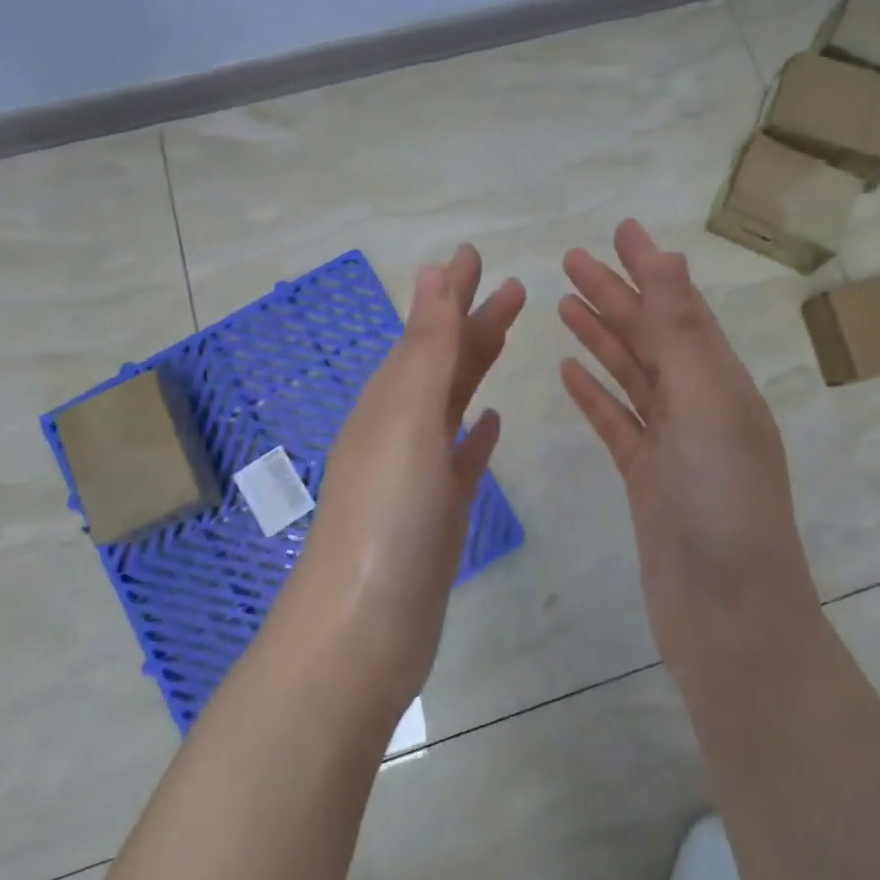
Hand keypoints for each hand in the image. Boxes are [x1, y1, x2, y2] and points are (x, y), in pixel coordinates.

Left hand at [287, 245, 524, 706]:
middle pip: (444, 360)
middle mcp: (399, 426)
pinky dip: (476, 434)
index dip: (451, 290)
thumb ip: (427, 345)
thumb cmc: (388, 512)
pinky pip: (461, 457)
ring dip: (477, 366)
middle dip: (474, 320)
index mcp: (390, 398)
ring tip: (505, 336)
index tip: (475, 253)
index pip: (427, 328)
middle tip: (513, 287)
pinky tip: (493, 423)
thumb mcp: (408, 415)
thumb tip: (433, 270)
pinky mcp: (437, 511)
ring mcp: (418, 471)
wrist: (366, 625)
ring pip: (454, 402)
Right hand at [558, 220, 819, 672]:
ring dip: (601, 336)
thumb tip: (671, 258)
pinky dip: (596, 393)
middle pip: (651, 337)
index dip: (651, 268)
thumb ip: (682, 334)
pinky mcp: (647, 478)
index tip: (620, 230)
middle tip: (571, 259)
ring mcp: (673, 443)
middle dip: (614, 294)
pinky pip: (618, 422)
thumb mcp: (707, 406)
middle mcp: (701, 405)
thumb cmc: (723, 505)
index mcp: (723, 383)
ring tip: (565, 304)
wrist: (728, 617)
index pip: (682, 309)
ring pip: (631, 375)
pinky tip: (569, 371)